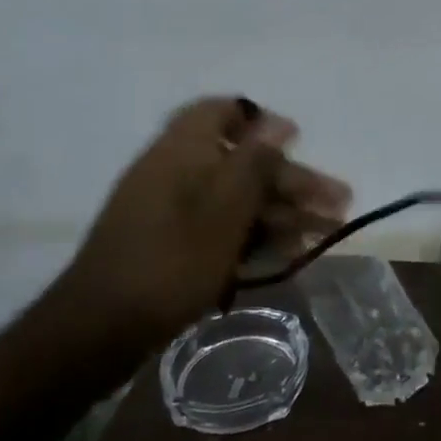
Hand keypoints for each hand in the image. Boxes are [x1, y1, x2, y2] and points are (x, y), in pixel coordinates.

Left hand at [44, 97, 350, 348]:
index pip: (224, 111)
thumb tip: (279, 120)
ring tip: (328, 234)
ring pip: (237, 199)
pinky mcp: (170, 243)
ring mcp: (170, 209)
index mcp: (184, 149)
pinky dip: (254, 236)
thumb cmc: (172, 259)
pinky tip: (288, 255)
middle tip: (339, 205)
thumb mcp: (225, 207)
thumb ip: (255, 161)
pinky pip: (220, 227)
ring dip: (282, 213)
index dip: (263, 122)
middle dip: (293, 183)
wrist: (101, 329)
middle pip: (244, 163)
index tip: (299, 142)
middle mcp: (176, 170)